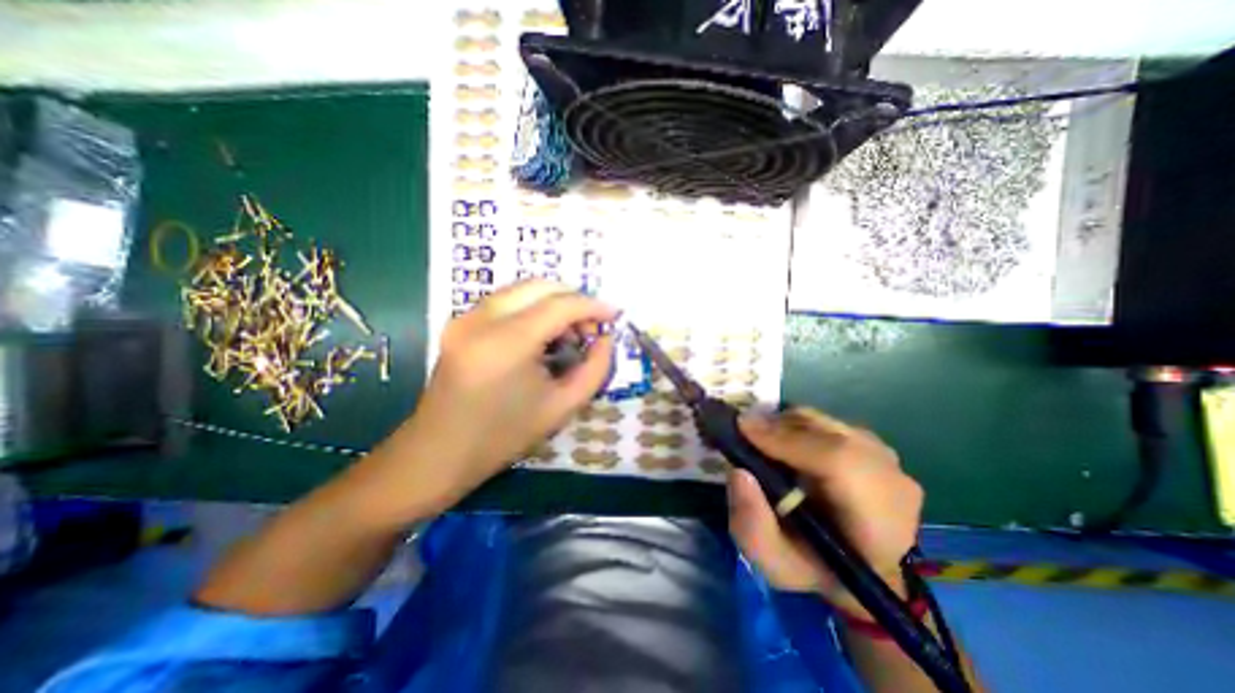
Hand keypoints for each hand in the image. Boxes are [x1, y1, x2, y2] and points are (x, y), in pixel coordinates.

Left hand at [393, 278, 618, 510]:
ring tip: (569, 333)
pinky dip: (532, 308)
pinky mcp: (458, 323)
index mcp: (507, 343)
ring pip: (522, 289)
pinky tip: (542, 335)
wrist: (439, 454)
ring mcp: (465, 318)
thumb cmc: (504, 436)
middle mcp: (481, 319)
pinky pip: (506, 301)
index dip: (592, 306)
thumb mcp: (563, 406)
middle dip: (574, 299)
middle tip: (591, 326)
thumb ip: (595, 368)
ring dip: (553, 302)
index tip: (614, 315)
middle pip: (540, 286)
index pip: (560, 305)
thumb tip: (606, 338)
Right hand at [725, 409, 926, 613]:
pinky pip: (826, 422)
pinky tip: (784, 446)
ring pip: (825, 422)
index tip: (743, 429)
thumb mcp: (774, 564)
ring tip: (762, 443)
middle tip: (744, 434)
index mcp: (878, 525)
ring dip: (786, 426)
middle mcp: (892, 481)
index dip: (788, 439)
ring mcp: (887, 458)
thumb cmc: (815, 569)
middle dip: (779, 427)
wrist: (857, 566)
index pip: (840, 463)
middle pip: (828, 433)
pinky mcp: (874, 444)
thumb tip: (738, 472)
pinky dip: (798, 427)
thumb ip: (752, 526)